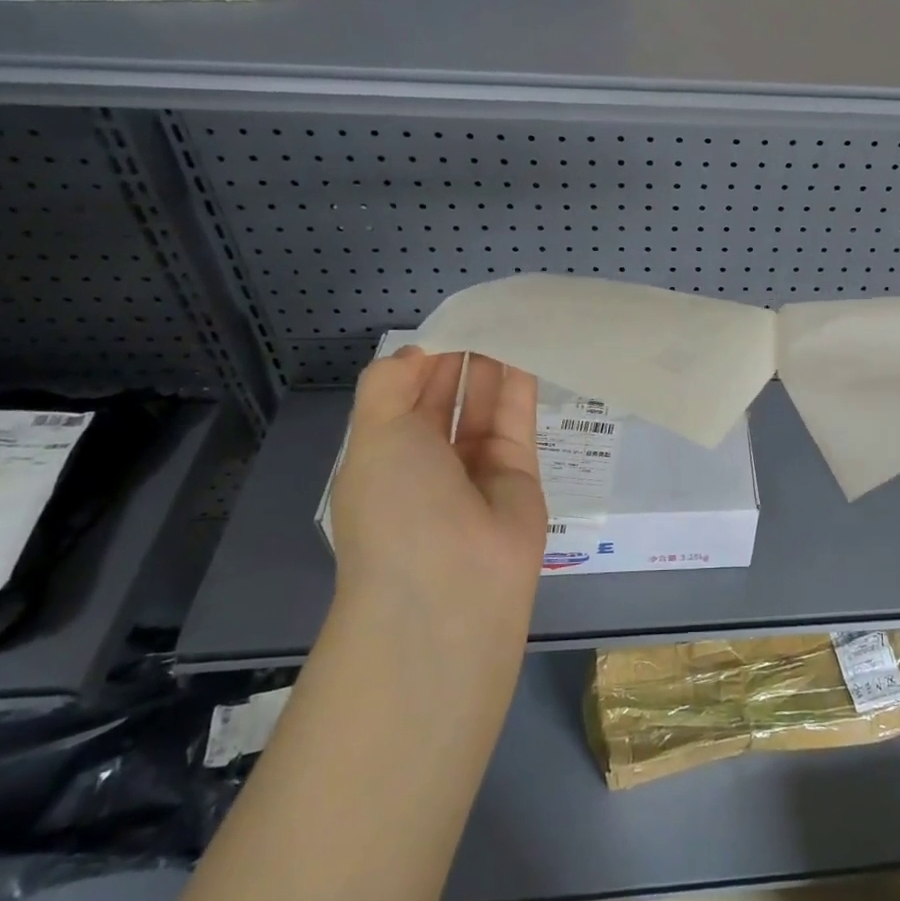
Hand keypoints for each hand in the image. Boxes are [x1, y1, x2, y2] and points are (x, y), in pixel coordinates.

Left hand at [327, 347, 547, 647]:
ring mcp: (478, 468)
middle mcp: (431, 461)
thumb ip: (390, 384)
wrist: (451, 586)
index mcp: (386, 456)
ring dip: (492, 366)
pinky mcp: (521, 473)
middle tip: (483, 315)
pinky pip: (519, 421)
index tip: (447, 323)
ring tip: (507, 321)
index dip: (423, 361)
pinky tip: (526, 349)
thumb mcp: (373, 436)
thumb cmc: (396, 506)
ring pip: (486, 406)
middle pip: (448, 397)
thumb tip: (420, 353)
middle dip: (460, 359)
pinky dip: (521, 386)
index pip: (405, 397)